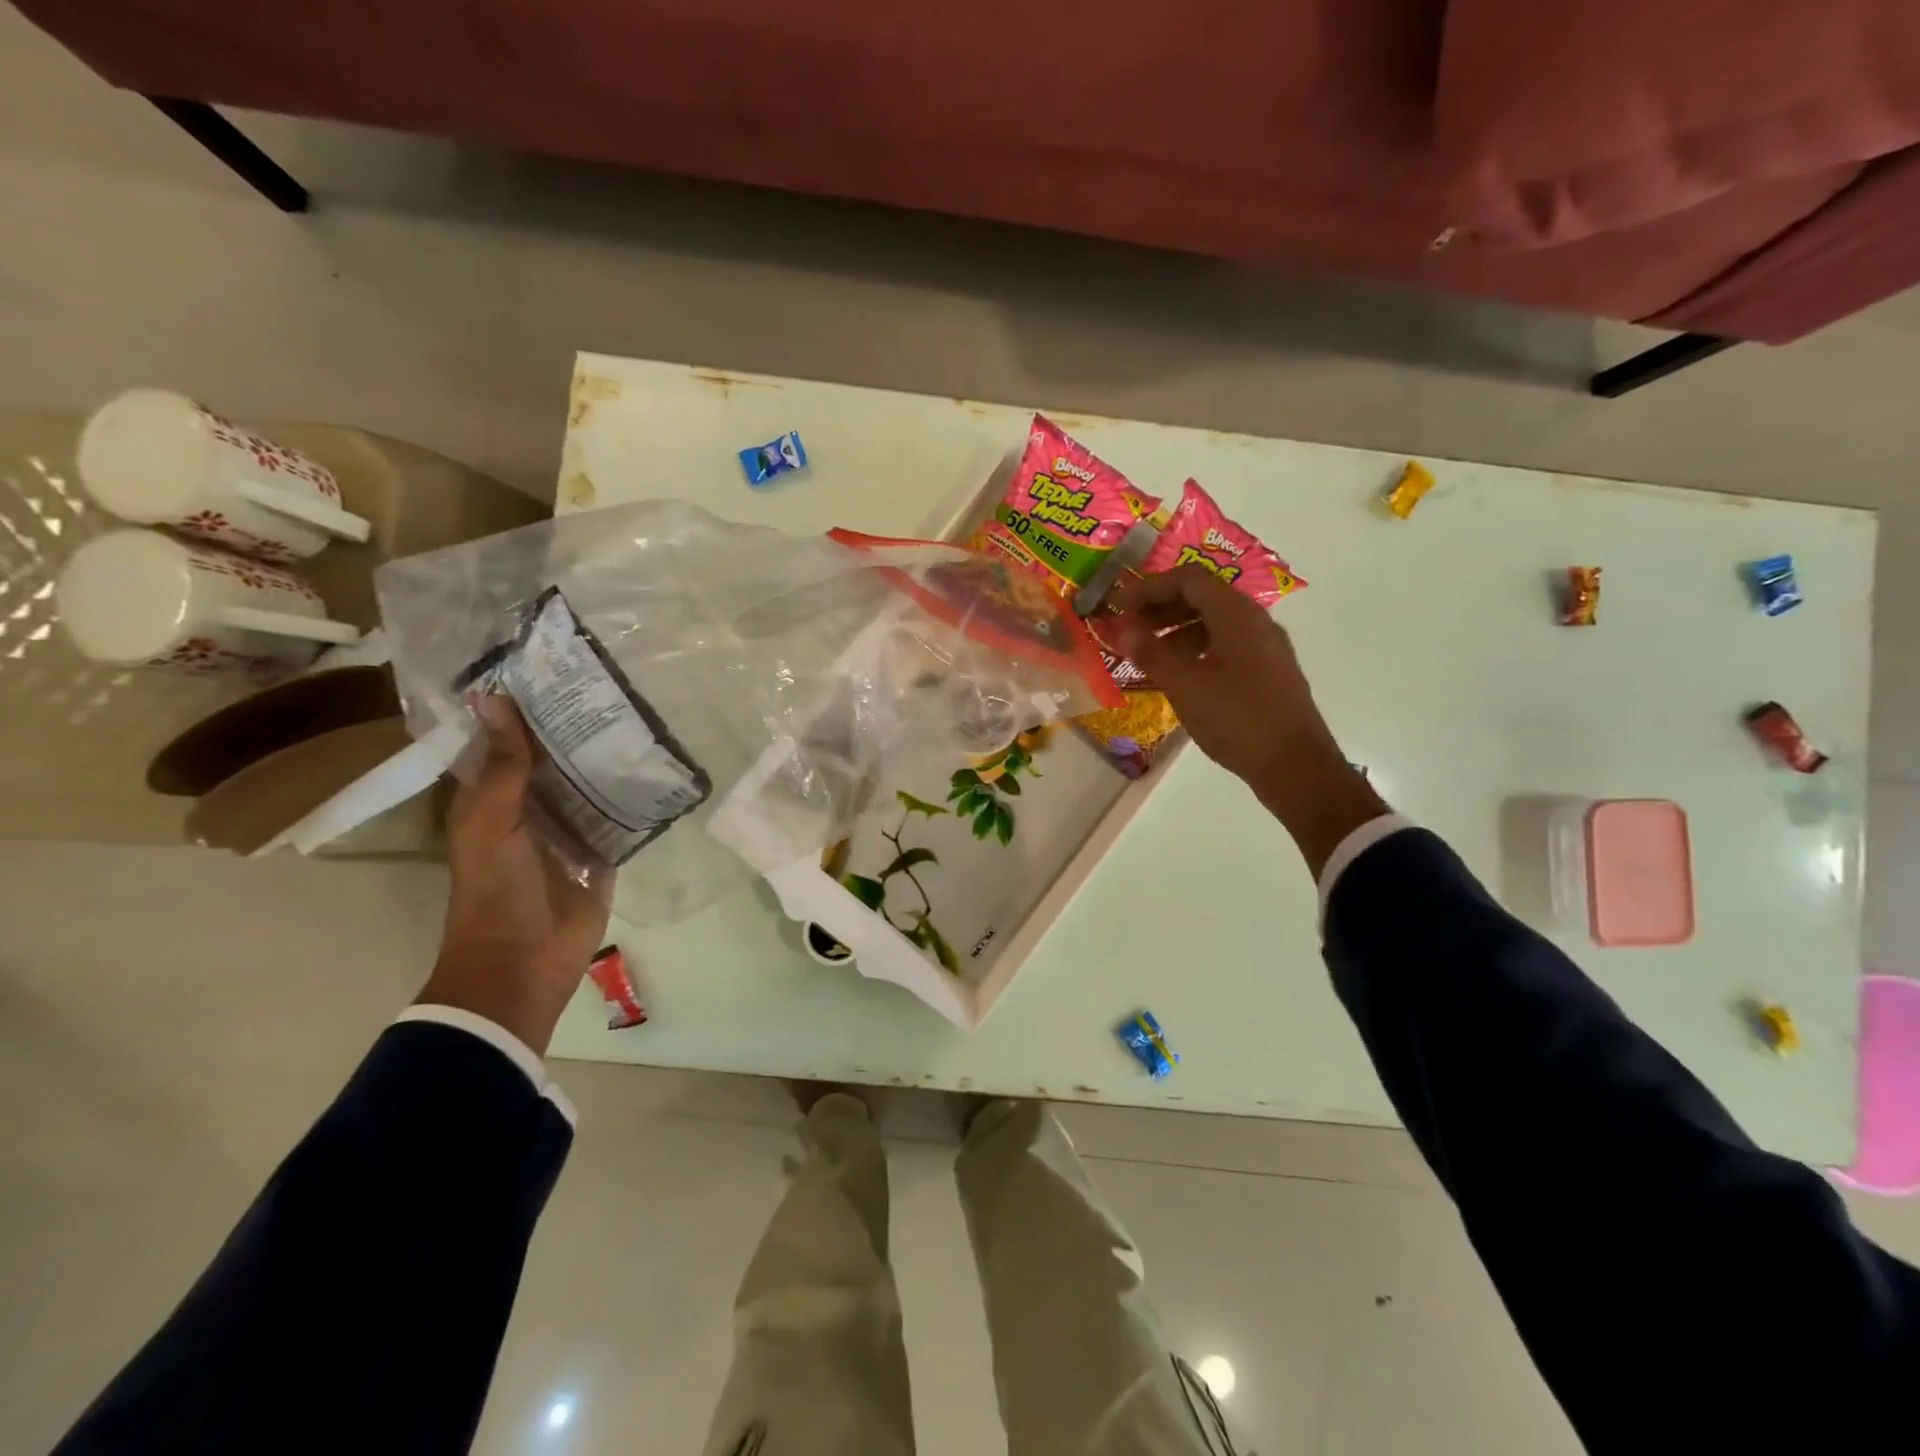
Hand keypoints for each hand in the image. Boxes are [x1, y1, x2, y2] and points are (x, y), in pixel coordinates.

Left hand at [418, 696, 611, 1053]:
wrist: (524, 963)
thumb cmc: (496, 890)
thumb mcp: (492, 822)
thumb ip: (503, 766)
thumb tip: (494, 698)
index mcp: (493, 800)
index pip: (505, 744)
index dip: (520, 709)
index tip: (550, 666)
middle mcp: (532, 810)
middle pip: (553, 761)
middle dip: (573, 729)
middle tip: (609, 683)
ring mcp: (570, 833)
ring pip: (588, 785)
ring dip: (606, 760)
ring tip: (639, 715)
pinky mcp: (602, 855)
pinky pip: (619, 818)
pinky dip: (633, 798)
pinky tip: (656, 768)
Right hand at [1111, 565, 1387, 874]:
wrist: (1295, 766)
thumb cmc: (1236, 718)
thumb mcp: (1184, 685)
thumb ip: (1151, 653)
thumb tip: (1125, 629)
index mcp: (1237, 615)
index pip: (1189, 579)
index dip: (1150, 587)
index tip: (1120, 606)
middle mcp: (1255, 622)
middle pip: (1203, 597)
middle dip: (1161, 608)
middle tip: (1130, 628)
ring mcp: (1266, 648)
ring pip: (1215, 623)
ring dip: (1177, 631)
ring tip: (1149, 656)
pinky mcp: (1269, 673)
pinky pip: (1226, 646)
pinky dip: (1196, 650)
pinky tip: (1179, 677)